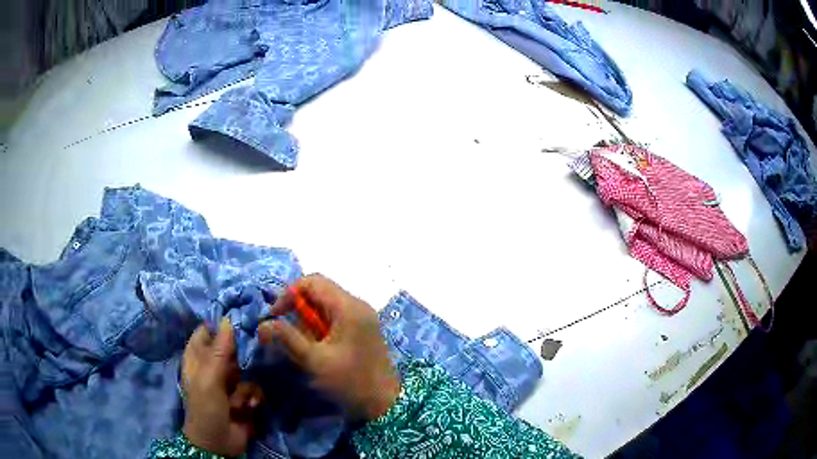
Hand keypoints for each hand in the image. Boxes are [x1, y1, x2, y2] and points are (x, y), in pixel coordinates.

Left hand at [182, 319, 263, 456]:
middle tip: (250, 358)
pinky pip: (255, 386)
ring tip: (240, 399)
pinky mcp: (244, 396)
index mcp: (197, 358)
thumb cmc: (206, 409)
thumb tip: (228, 320)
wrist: (218, 444)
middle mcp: (213, 366)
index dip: (221, 324)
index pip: (207, 331)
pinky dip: (254, 396)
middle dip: (242, 354)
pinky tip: (250, 406)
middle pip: (231, 348)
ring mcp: (229, 381)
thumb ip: (218, 351)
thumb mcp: (208, 379)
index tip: (241, 318)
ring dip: (246, 384)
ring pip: (246, 368)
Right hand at [258, 274, 400, 421]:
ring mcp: (363, 317)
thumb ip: (286, 338)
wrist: (385, 404)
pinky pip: (336, 318)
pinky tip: (317, 349)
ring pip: (326, 306)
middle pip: (320, 292)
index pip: (312, 282)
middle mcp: (358, 305)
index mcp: (348, 307)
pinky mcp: (363, 329)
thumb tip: (262, 324)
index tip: (276, 317)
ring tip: (302, 345)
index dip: (289, 294)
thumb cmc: (349, 382)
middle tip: (288, 334)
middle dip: (298, 310)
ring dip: (308, 321)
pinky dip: (321, 328)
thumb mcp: (314, 361)